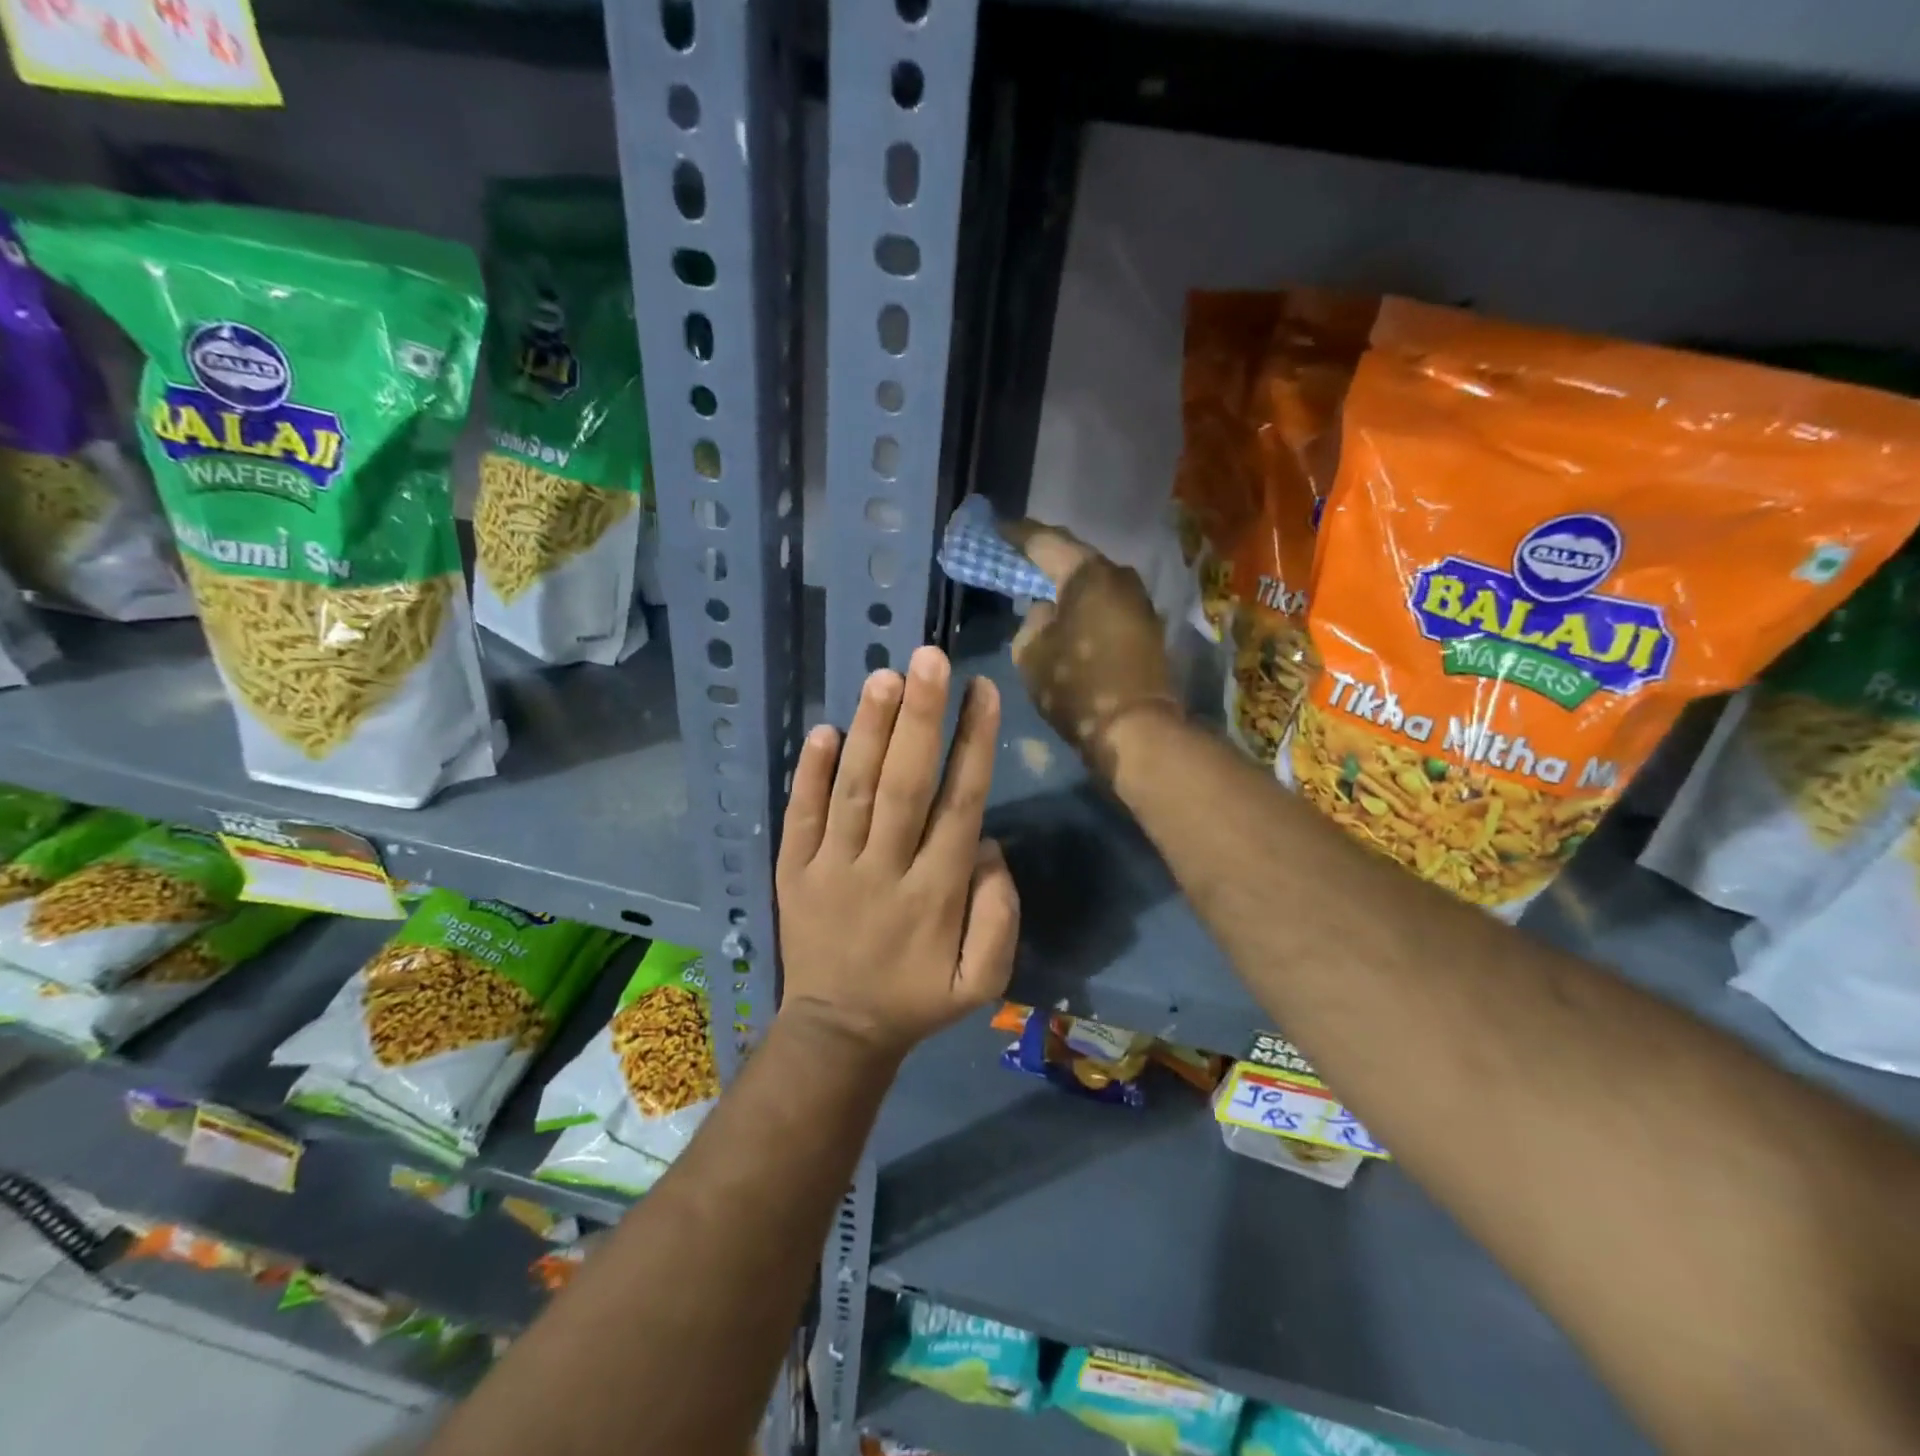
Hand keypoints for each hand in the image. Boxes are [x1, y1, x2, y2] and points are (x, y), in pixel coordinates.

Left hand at [775, 646, 1019, 1061]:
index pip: (960, 806)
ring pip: (853, 790)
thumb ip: (998, 916)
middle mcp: (884, 870)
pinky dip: (808, 773)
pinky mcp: (793, 871)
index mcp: (935, 895)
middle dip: (921, 720)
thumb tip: (988, 847)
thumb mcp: (981, 982)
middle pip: (905, 786)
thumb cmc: (916, 998)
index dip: (973, 746)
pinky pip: (800, 816)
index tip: (983, 691)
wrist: (837, 1032)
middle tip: (931, 658)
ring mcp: (831, 868)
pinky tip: (823, 729)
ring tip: (885, 677)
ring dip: (869, 732)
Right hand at [1001, 518, 1179, 776]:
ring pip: (1094, 582)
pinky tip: (1069, 614)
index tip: (996, 530)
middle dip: (1045, 557)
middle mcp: (1120, 576)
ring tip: (1041, 587)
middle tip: (1017, 557)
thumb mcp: (1031, 653)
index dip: (1016, 535)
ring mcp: (1139, 602)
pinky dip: (1085, 604)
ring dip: (1068, 584)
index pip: (1044, 541)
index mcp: (1087, 573)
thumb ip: (1031, 621)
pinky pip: (1107, 604)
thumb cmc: (1077, 686)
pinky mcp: (1147, 627)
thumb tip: (1045, 610)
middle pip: (1074, 557)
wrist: (1137, 730)